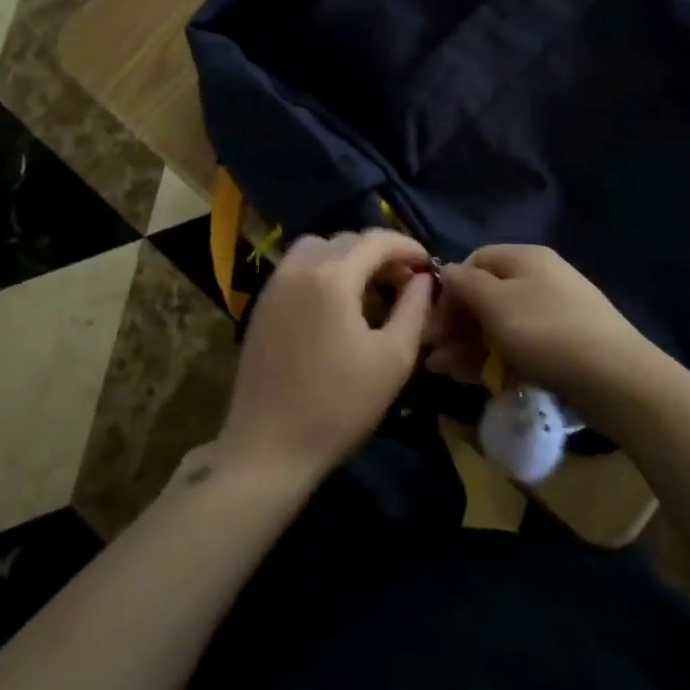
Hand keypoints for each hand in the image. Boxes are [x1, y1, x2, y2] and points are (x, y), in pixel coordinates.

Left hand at [215, 230, 433, 487]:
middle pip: (346, 240)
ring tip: (370, 289)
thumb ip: (414, 308)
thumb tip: (424, 279)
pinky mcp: (260, 306)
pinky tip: (337, 305)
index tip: (429, 265)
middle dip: (380, 253)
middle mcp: (298, 268)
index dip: (407, 246)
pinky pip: (298, 269)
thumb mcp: (393, 358)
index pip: (376, 240)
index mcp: (332, 276)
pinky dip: (323, 271)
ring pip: (318, 249)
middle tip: (405, 281)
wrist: (268, 450)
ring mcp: (274, 286)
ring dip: (348, 258)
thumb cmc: (338, 406)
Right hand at [426, 245, 668, 436]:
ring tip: (444, 372)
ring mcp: (554, 311)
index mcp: (525, 257)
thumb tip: (446, 273)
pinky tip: (476, 377)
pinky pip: (519, 344)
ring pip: (500, 323)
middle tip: (432, 354)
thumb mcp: (495, 303)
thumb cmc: (546, 332)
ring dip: (468, 344)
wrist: (615, 378)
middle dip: (455, 323)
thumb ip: (464, 284)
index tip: (433, 322)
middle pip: (486, 294)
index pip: (474, 261)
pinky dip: (494, 357)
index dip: (449, 289)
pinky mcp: (563, 344)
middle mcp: (540, 277)